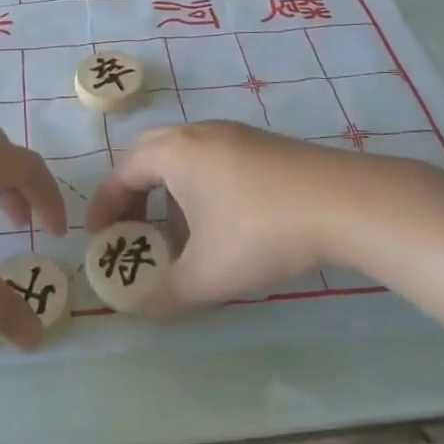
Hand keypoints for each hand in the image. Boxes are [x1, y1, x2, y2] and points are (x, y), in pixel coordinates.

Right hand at [87, 123, 439, 314]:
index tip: (100, 238)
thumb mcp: (208, 275)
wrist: (343, 203)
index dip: (105, 206)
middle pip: (149, 155)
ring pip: (184, 157)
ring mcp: (234, 134)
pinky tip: (221, 224)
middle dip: (133, 194)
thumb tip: (140, 310)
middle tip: (132, 230)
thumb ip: (165, 296)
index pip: (122, 172)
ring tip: (178, 235)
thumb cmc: (260, 233)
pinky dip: (199, 187)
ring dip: (168, 192)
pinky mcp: (263, 145)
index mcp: (174, 153)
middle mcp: (198, 133)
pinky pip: (213, 160)